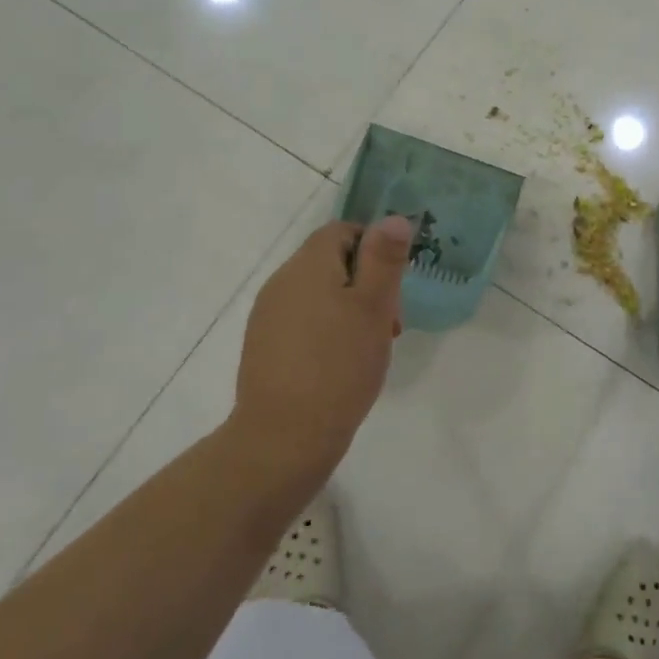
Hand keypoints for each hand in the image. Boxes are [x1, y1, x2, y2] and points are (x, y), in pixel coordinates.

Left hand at [231, 216, 411, 484]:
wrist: (282, 440)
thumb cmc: (338, 365)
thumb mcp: (374, 306)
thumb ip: (384, 258)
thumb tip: (394, 217)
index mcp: (307, 265)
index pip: (344, 230)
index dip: (376, 250)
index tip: (393, 287)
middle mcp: (281, 282)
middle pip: (332, 262)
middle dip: (367, 284)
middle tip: (389, 324)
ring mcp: (268, 316)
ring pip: (320, 294)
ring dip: (351, 310)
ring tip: (370, 348)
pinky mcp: (265, 347)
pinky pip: (304, 322)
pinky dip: (329, 332)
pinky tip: (343, 365)